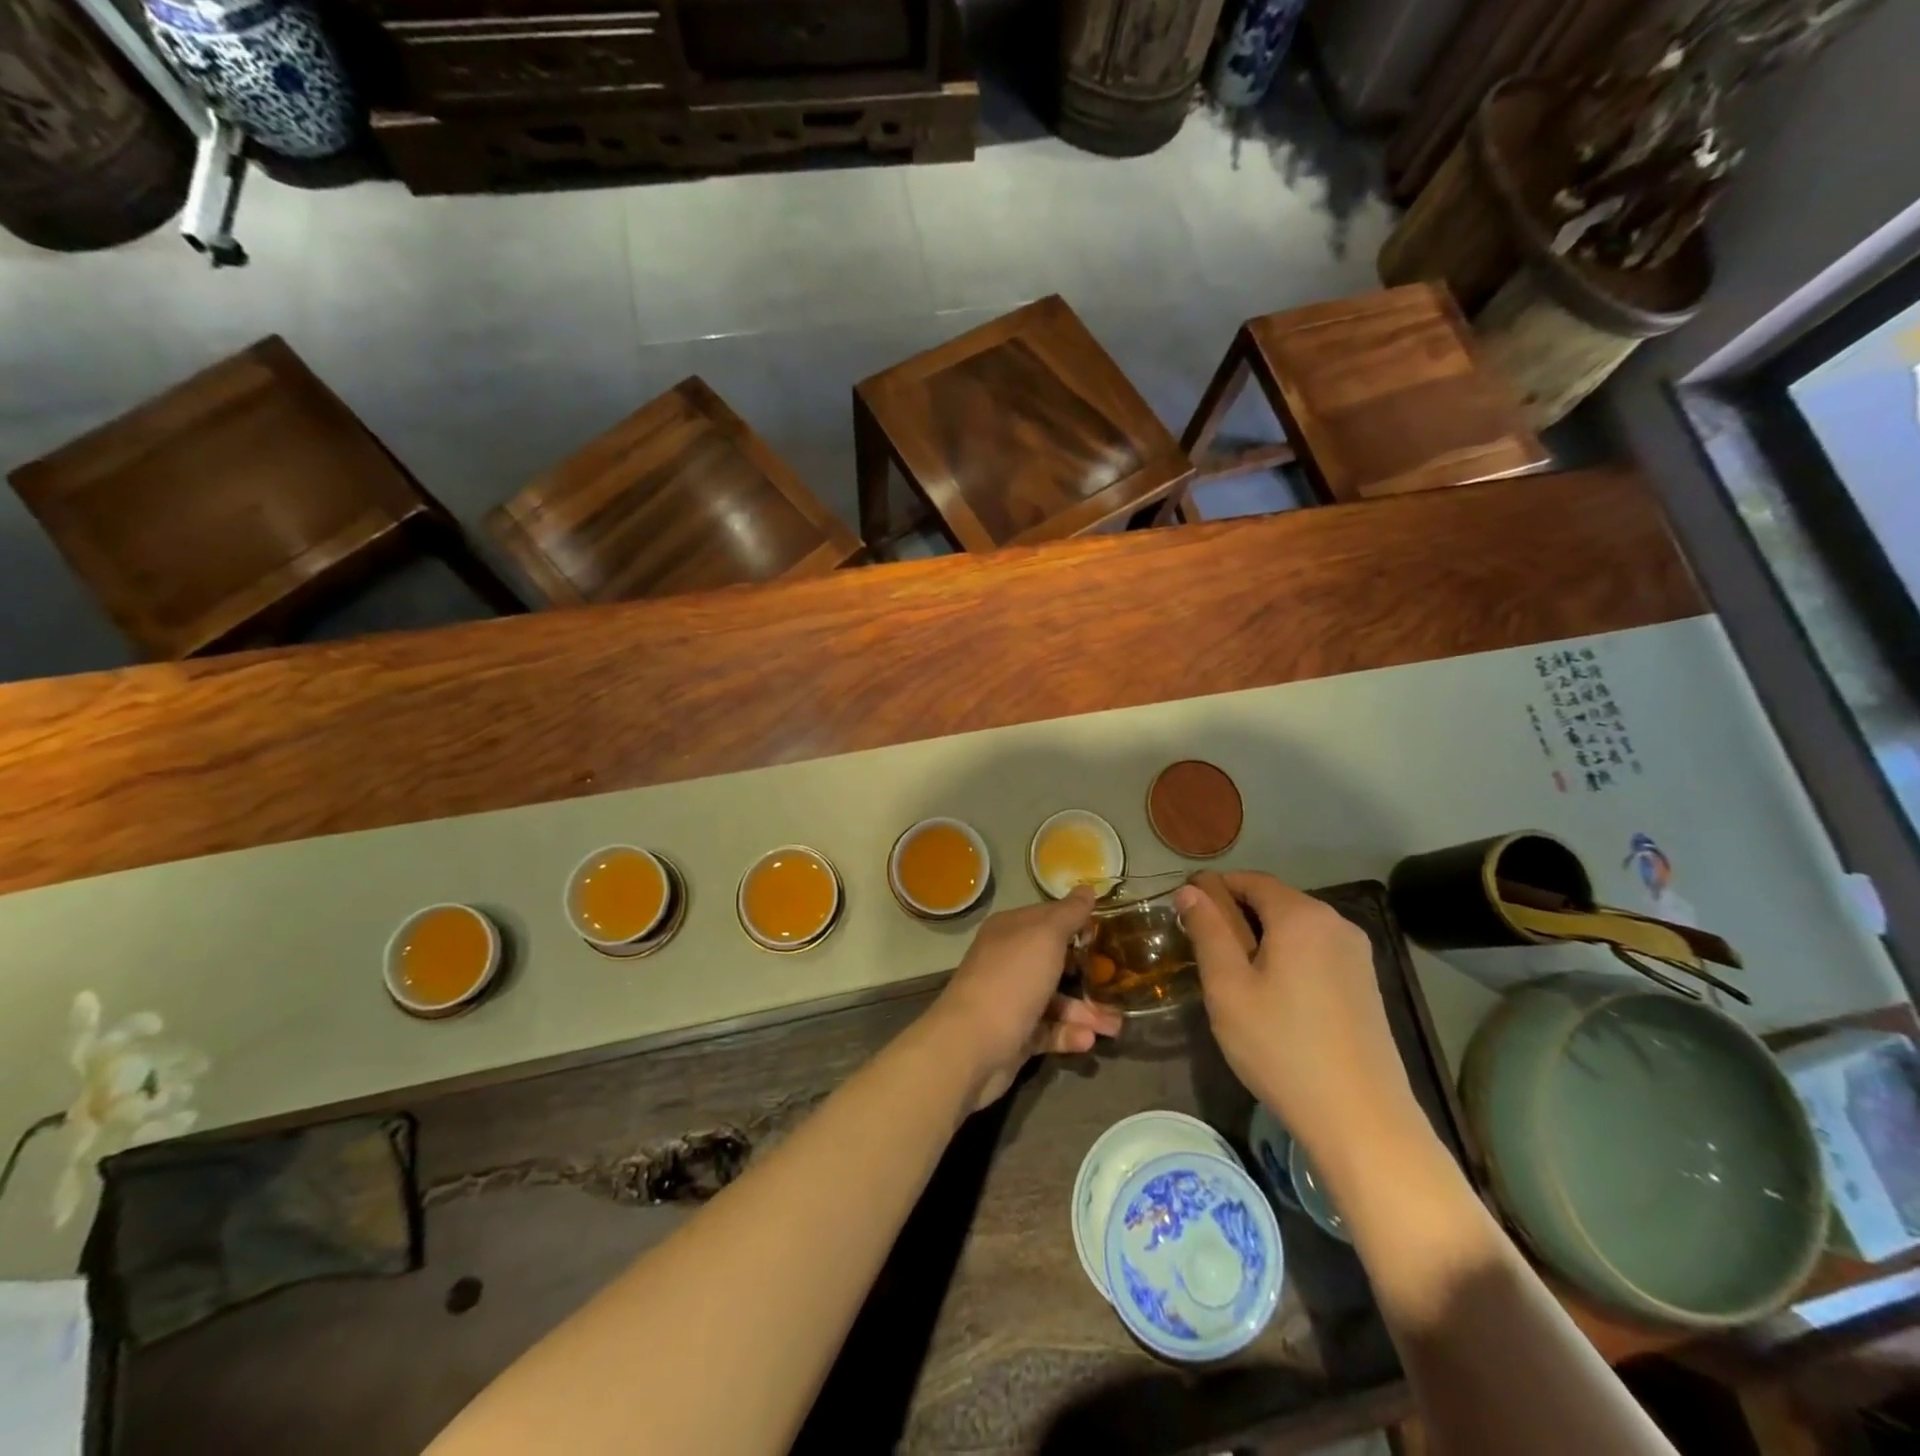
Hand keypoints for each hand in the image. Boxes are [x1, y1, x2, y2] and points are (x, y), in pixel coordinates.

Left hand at [926, 887, 1123, 1108]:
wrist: (972, 1045)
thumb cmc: (1012, 980)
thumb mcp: (1045, 937)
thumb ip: (1069, 914)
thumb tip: (1087, 888)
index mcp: (1010, 930)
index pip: (1049, 918)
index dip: (1079, 923)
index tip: (1113, 933)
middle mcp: (1008, 960)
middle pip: (1056, 961)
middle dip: (1090, 973)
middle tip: (1123, 982)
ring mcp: (1010, 999)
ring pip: (1056, 1000)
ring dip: (1086, 1012)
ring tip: (1115, 1026)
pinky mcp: (1015, 1034)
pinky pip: (1048, 1030)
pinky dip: (1069, 1034)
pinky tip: (1088, 1040)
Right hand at [1175, 872, 1423, 1166]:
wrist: (1362, 1121)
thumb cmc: (1282, 1048)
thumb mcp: (1228, 988)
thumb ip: (1207, 930)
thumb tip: (1190, 889)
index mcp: (1302, 916)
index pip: (1249, 879)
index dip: (1212, 888)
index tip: (1183, 913)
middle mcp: (1336, 923)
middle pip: (1274, 901)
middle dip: (1235, 915)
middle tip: (1201, 951)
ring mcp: (1357, 955)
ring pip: (1295, 928)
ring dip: (1260, 939)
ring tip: (1233, 978)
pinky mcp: (1366, 984)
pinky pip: (1315, 952)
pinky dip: (1287, 958)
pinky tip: (1272, 998)